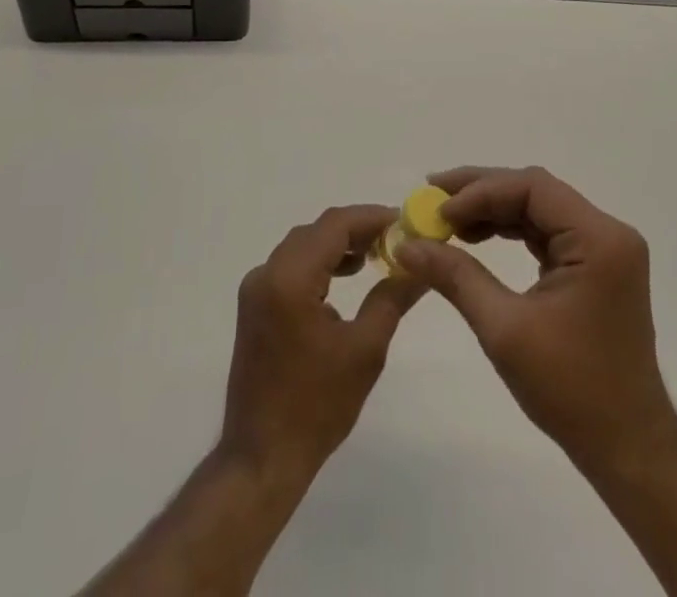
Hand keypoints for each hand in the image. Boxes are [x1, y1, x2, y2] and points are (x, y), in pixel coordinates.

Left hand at [220, 204, 422, 479]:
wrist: (262, 459)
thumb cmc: (317, 406)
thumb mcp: (365, 350)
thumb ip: (392, 297)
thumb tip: (422, 266)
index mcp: (290, 278)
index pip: (334, 225)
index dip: (371, 217)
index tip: (405, 221)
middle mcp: (266, 273)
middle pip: (317, 231)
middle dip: (357, 229)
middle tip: (396, 239)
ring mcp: (256, 289)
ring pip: (302, 246)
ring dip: (338, 245)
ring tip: (376, 255)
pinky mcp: (254, 307)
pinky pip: (290, 266)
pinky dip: (319, 263)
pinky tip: (345, 278)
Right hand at [394, 166, 676, 473]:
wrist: (628, 449)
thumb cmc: (571, 390)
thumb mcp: (505, 330)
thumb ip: (456, 277)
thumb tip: (406, 246)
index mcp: (598, 239)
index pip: (532, 188)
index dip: (480, 192)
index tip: (437, 209)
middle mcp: (607, 232)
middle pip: (535, 191)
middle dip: (481, 192)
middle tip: (432, 197)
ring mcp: (604, 249)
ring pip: (538, 208)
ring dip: (492, 210)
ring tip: (447, 219)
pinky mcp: (595, 267)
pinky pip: (546, 232)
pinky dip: (510, 231)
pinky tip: (477, 237)